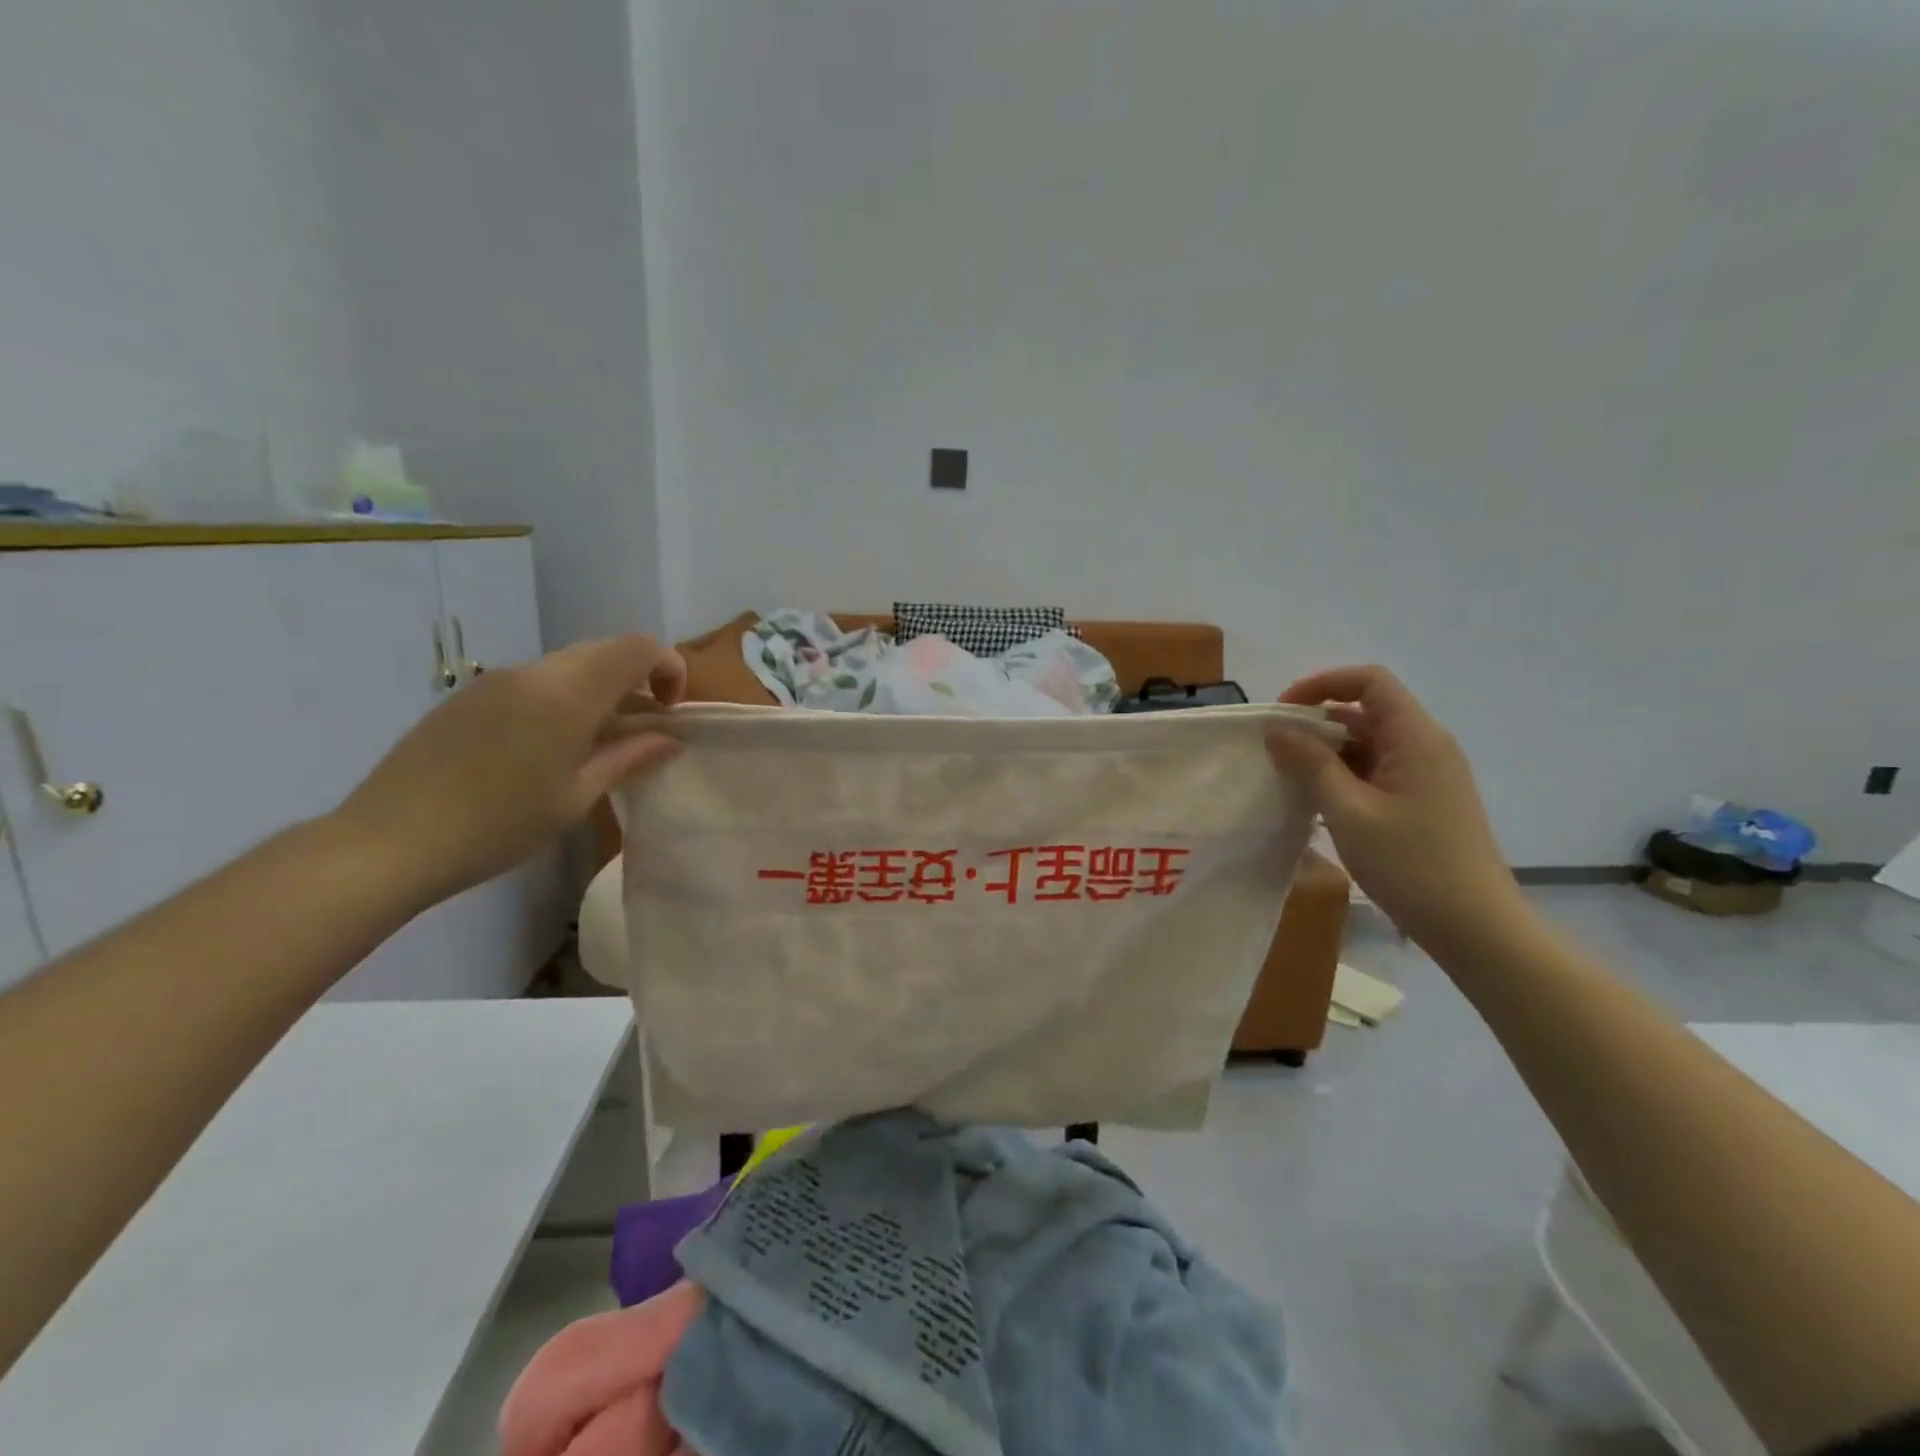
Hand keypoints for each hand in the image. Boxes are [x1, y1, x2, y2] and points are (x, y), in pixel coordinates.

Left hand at [330, 635, 685, 913]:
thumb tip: (672, 738)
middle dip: (638, 681)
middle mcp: (533, 672)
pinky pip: (535, 682)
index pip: (637, 648)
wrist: (388, 842)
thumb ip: (629, 758)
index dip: (669, 668)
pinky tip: (550, 749)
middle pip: (604, 651)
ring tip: (599, 745)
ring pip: (569, 666)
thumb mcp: (577, 797)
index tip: (671, 712)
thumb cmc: (498, 825)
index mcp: (567, 693)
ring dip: (600, 692)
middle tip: (644, 730)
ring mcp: (495, 681)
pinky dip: (563, 700)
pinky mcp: (469, 697)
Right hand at [1265, 665, 1524, 949]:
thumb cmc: (1411, 864)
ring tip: (1287, 778)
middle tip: (1273, 751)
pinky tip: (1315, 802)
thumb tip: (1276, 728)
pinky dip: (1342, 776)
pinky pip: (1375, 771)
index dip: (1322, 684)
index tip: (1282, 712)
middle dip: (1315, 723)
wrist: (1475, 927)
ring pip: (1367, 744)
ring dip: (1326, 753)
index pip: (1369, 681)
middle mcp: (1425, 746)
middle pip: (1365, 711)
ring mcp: (1426, 775)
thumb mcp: (1348, 811)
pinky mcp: (1422, 800)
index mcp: (1415, 737)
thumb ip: (1310, 764)